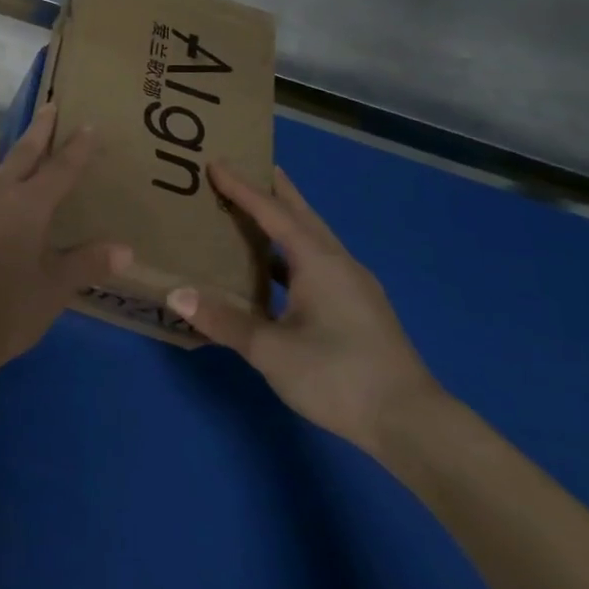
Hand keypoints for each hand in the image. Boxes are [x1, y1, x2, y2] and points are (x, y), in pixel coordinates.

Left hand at [0, 104, 133, 386]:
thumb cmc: (5, 310)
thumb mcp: (54, 290)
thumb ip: (86, 264)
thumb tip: (125, 249)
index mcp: (27, 205)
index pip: (59, 168)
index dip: (76, 147)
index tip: (88, 124)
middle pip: (22, 154)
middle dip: (39, 131)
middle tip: (50, 107)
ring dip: (17, 160)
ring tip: (31, 157)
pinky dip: (1, 190)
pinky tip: (2, 206)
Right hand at [167, 165, 440, 457]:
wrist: (413, 425)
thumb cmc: (339, 376)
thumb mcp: (272, 351)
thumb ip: (224, 320)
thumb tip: (176, 294)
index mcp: (319, 262)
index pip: (273, 212)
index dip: (242, 187)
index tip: (215, 163)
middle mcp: (339, 264)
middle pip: (302, 214)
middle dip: (273, 188)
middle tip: (245, 165)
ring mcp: (353, 287)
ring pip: (312, 237)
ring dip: (284, 218)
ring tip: (254, 209)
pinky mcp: (358, 308)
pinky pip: (317, 261)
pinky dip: (291, 250)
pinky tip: (274, 267)